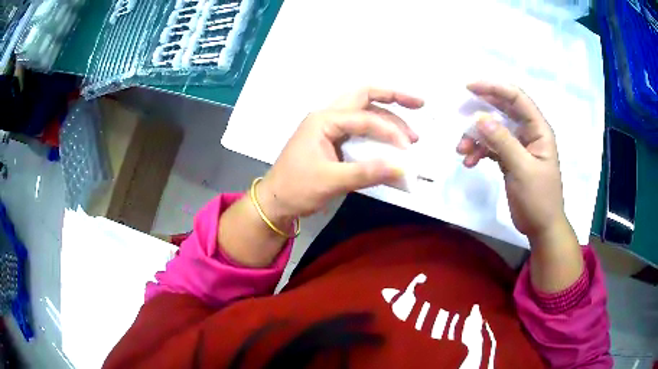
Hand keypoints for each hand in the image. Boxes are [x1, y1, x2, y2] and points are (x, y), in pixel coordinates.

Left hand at [258, 87, 423, 220]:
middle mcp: (327, 116)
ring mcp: (329, 127)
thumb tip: (402, 168)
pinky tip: (391, 141)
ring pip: (363, 111)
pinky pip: (360, 128)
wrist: (275, 201)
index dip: (389, 131)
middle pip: (364, 96)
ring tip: (411, 135)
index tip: (407, 150)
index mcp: (323, 120)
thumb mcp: (330, 181)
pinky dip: (378, 132)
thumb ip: (366, 173)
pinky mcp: (332, 140)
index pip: (364, 118)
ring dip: (388, 117)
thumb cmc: (296, 188)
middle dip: (393, 97)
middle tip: (419, 103)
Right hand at [456, 81, 567, 240]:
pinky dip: (479, 152)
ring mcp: (518, 146)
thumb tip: (479, 117)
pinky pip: (491, 147)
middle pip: (502, 111)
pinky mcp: (510, 159)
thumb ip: (503, 141)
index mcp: (538, 129)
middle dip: (480, 112)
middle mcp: (528, 133)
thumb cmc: (539, 198)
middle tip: (458, 114)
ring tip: (461, 150)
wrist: (541, 227)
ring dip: (476, 137)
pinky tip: (469, 162)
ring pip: (493, 130)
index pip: (517, 98)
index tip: (469, 87)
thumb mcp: (523, 169)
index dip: (494, 88)